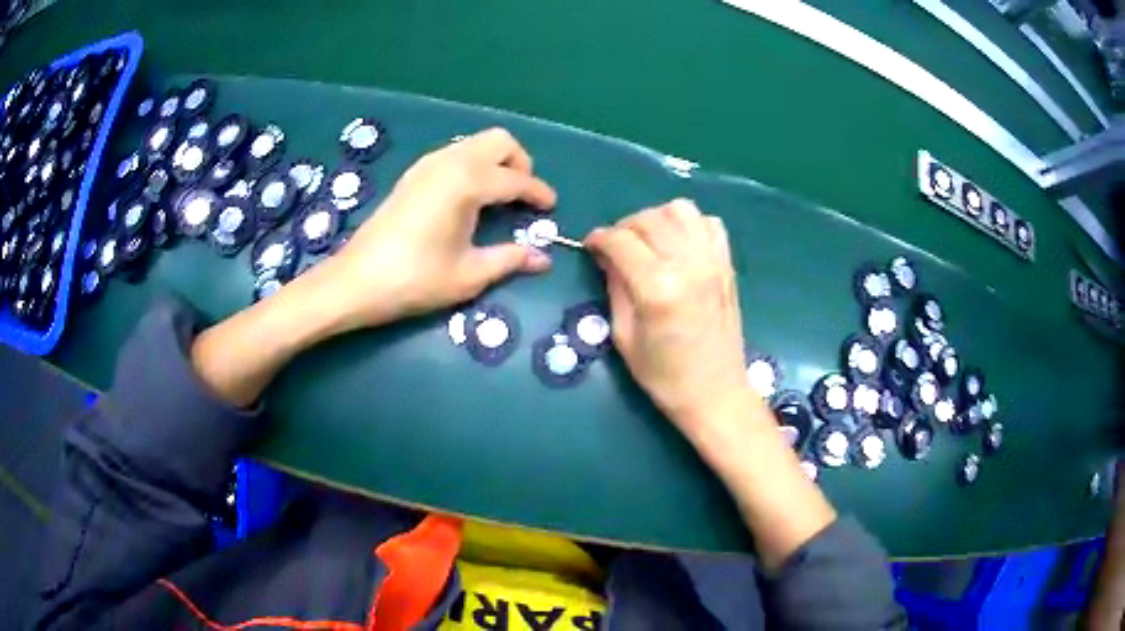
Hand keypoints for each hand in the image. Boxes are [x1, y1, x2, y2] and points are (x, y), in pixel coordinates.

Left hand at [318, 127, 556, 331]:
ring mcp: (428, 164)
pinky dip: (472, 165)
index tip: (551, 207)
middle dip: (519, 163)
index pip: (516, 179)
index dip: (538, 193)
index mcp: (468, 182)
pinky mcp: (413, 174)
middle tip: (522, 196)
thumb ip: (510, 259)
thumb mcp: (469, 274)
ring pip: (475, 143)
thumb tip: (543, 258)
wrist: (356, 281)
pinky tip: (468, 197)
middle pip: (499, 141)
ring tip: (499, 197)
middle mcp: (450, 161)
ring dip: (495, 162)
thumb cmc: (415, 279)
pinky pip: (455, 154)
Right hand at [585, 199, 755, 440]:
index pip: (621, 241)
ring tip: (648, 240)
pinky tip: (679, 245)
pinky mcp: (727, 265)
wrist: (715, 392)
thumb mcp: (624, 335)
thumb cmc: (664, 375)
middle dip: (624, 228)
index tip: (590, 247)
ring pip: (681, 210)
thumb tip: (606, 256)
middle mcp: (688, 264)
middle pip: (648, 219)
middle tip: (616, 249)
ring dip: (657, 218)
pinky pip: (710, 224)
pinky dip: (690, 225)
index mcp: (658, 287)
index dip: (599, 238)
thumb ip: (615, 287)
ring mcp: (713, 261)